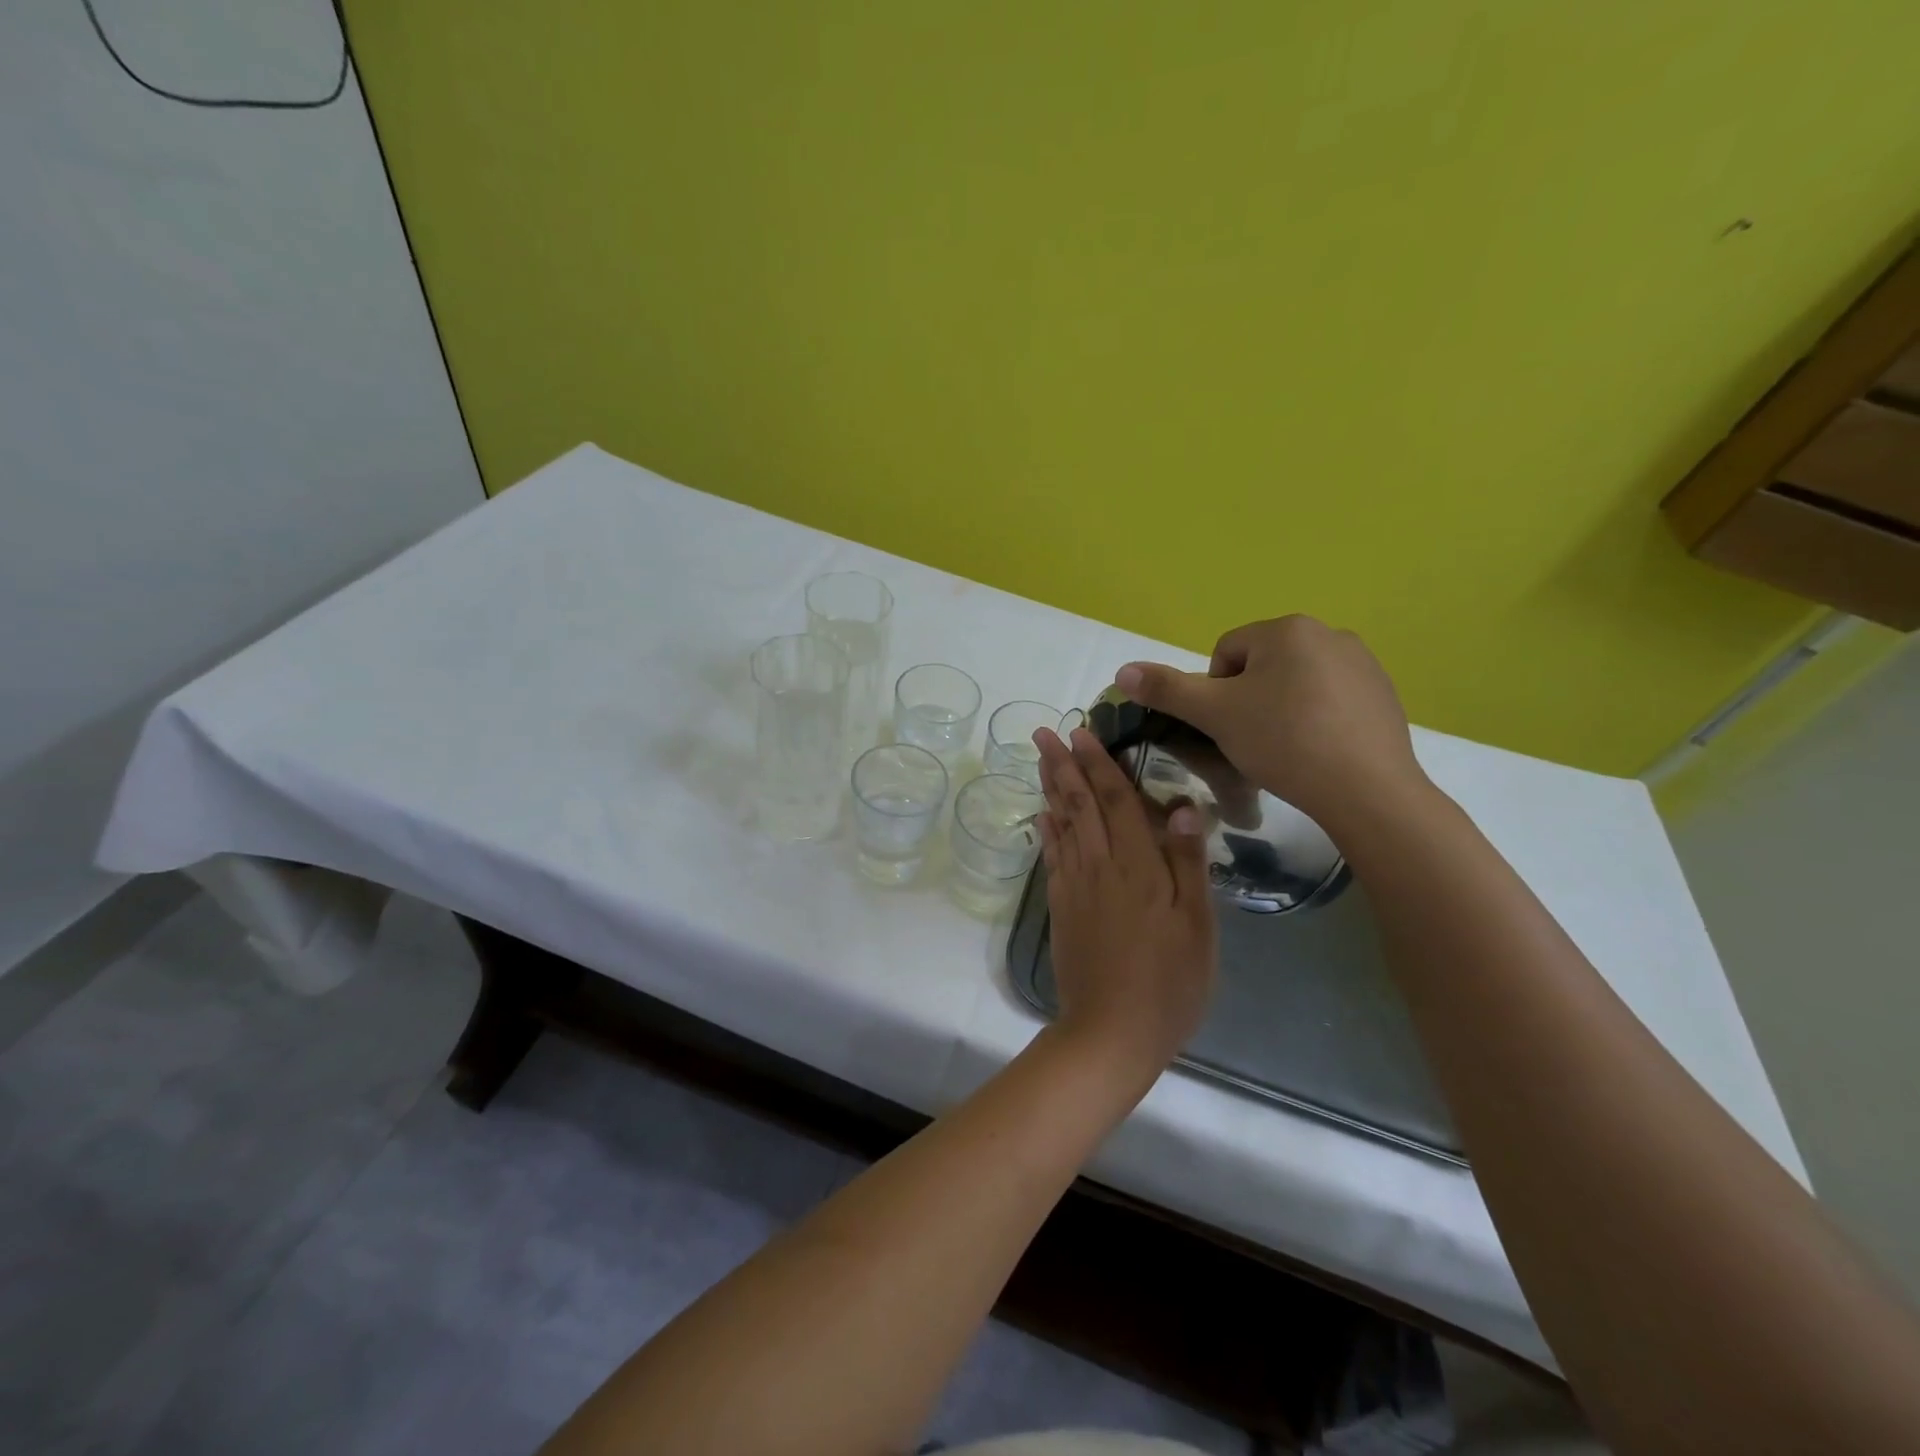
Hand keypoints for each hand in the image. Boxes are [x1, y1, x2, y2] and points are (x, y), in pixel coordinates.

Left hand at [1033, 727, 1217, 1075]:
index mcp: (1138, 866)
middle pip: (1080, 804)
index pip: (1117, 801)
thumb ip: (1189, 864)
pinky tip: (1042, 814)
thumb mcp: (1198, 926)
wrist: (1112, 1030)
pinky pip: (1051, 857)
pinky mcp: (1061, 907)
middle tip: (1045, 731)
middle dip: (1063, 764)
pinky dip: (1046, 830)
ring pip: (1061, 824)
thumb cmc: (1169, 981)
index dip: (1100, 764)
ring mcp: (1075, 886)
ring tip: (1040, 758)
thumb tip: (1183, 807)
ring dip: (1050, 787)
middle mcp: (1100, 866)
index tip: (1082, 732)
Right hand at [1114, 615, 1429, 838]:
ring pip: (1297, 683)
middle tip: (1252, 741)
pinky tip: (1319, 751)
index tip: (1227, 727)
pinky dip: (1317, 719)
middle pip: (1262, 666)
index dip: (1216, 693)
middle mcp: (1329, 633)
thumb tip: (1122, 670)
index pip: (1226, 653)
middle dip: (1250, 700)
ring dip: (1282, 709)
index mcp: (1286, 629)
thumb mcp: (1214, 715)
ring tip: (1286, 749)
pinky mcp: (1384, 694)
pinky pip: (1331, 699)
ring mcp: (1363, 663)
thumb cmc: (1283, 742)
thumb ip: (1167, 689)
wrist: (1365, 789)